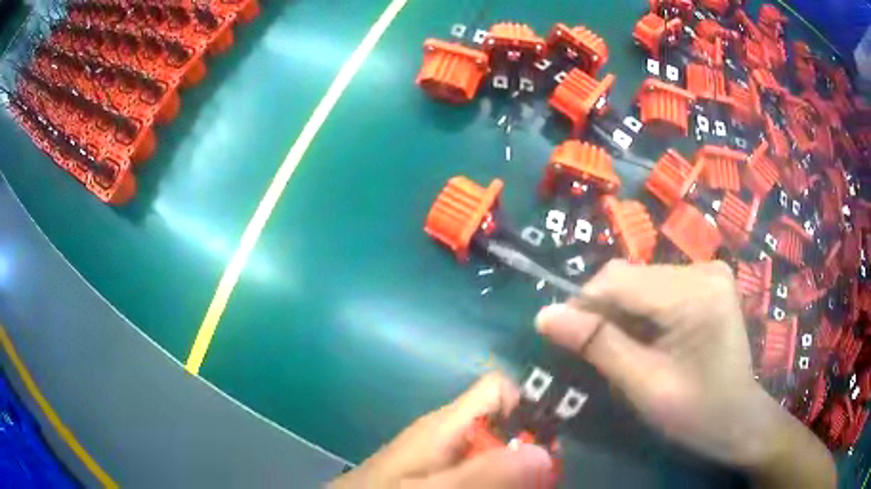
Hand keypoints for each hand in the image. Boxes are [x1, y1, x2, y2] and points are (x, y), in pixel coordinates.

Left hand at [330, 373, 552, 488]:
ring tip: (524, 486)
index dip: (531, 407)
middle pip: (505, 425)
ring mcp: (441, 455)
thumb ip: (484, 475)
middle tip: (540, 481)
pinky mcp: (436, 473)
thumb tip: (546, 452)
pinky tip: (497, 488)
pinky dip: (493, 480)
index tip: (551, 444)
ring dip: (513, 471)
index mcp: (447, 424)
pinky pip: (476, 469)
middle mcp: (448, 434)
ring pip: (494, 452)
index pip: (500, 388)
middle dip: (528, 450)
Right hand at [535, 261, 834, 486]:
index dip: (582, 305)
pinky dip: (639, 311)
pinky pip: (657, 286)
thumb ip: (598, 346)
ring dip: (620, 312)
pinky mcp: (707, 281)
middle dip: (603, 312)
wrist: (738, 419)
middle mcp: (704, 268)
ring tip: (620, 349)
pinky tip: (644, 338)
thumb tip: (544, 316)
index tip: (561, 337)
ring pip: (640, 280)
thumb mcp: (645, 386)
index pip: (619, 279)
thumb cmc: (696, 413)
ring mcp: (708, 271)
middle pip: (630, 276)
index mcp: (696, 294)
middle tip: (592, 352)